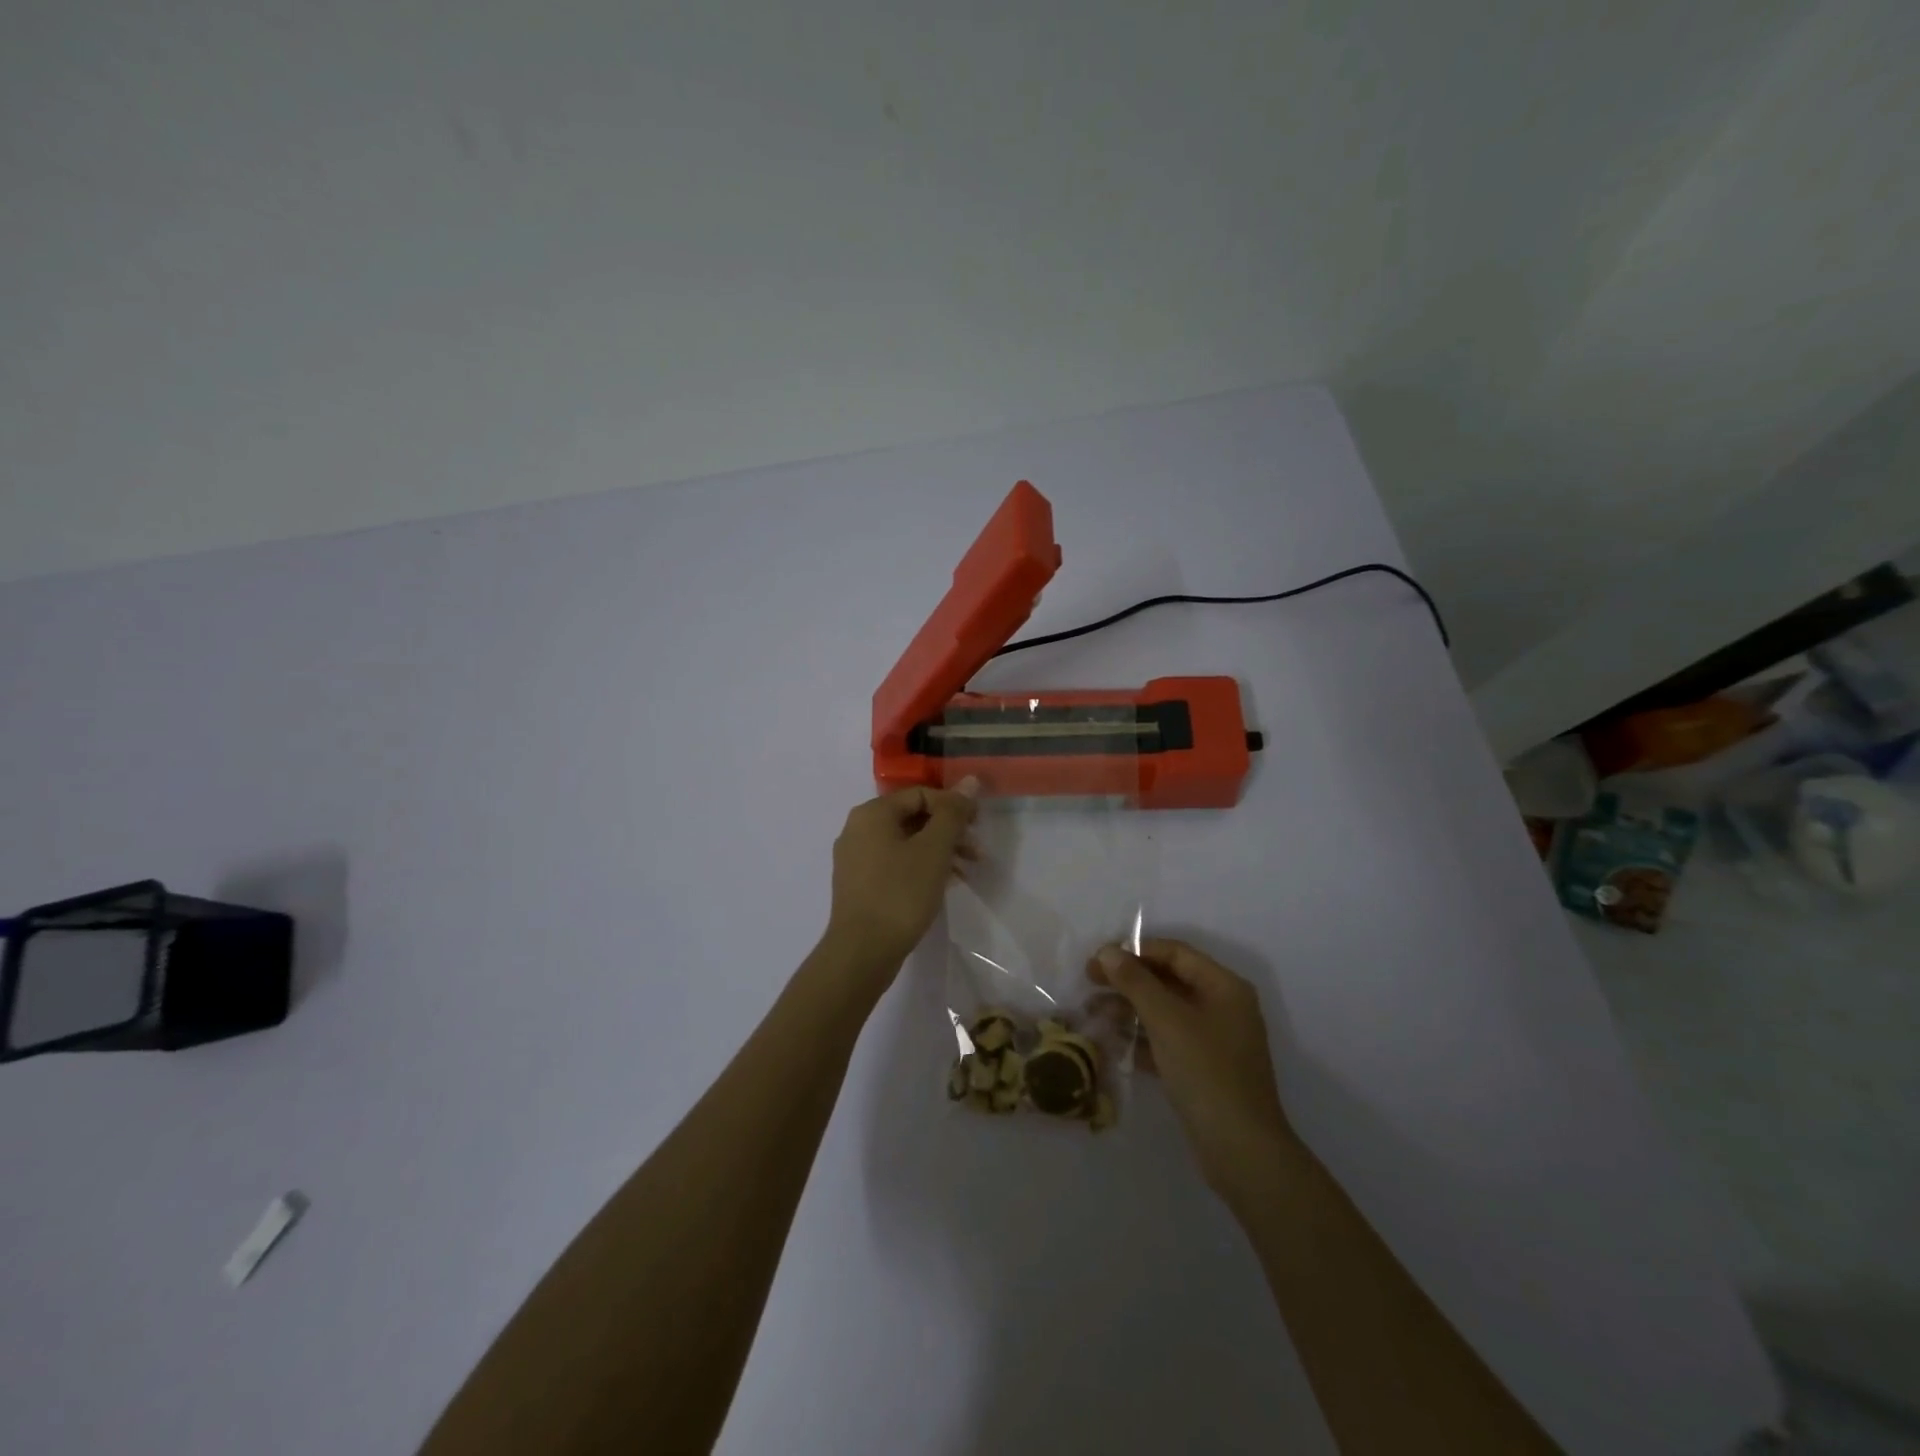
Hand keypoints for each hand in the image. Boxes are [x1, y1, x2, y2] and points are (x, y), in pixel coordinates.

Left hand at [823, 783, 978, 983]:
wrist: (862, 952)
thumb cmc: (900, 893)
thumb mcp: (934, 849)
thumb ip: (953, 813)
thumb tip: (970, 780)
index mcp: (872, 813)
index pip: (921, 794)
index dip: (954, 806)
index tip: (978, 826)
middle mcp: (858, 829)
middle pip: (913, 817)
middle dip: (949, 831)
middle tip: (977, 852)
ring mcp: (855, 859)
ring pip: (906, 843)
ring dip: (939, 852)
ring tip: (966, 873)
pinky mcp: (859, 885)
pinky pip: (895, 864)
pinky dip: (921, 868)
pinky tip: (944, 886)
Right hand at [1091, 939, 1295, 1201]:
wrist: (1242, 1151)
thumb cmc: (1206, 1072)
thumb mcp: (1167, 1021)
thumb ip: (1136, 982)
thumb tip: (1108, 950)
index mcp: (1224, 987)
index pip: (1175, 953)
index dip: (1136, 951)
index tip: (1099, 959)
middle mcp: (1223, 1007)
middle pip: (1169, 980)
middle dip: (1129, 980)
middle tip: (1089, 982)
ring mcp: (1215, 1040)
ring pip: (1166, 1011)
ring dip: (1130, 1008)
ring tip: (1093, 1012)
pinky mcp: (1204, 1069)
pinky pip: (1168, 1040)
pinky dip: (1142, 1037)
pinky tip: (1113, 1041)